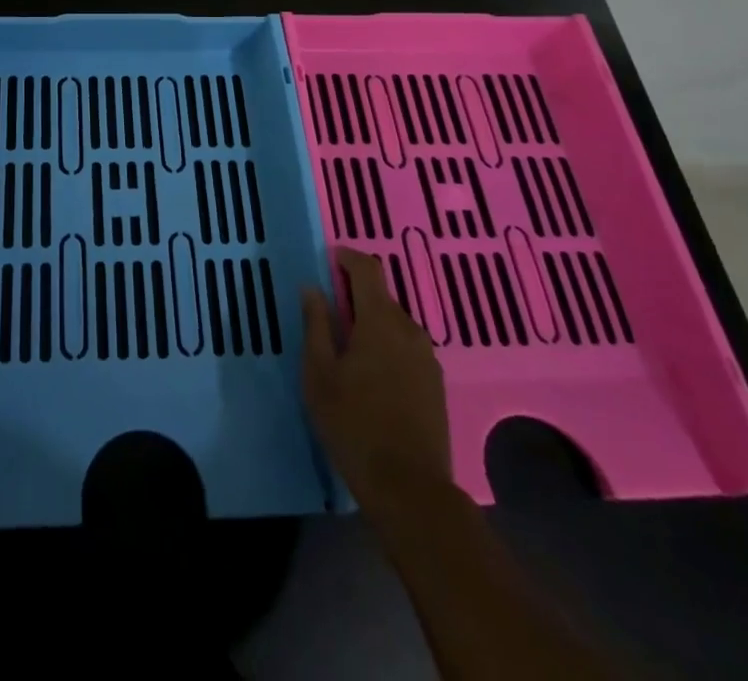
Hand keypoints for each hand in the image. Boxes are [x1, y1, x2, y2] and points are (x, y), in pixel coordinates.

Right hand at [301, 246, 454, 518]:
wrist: (410, 489)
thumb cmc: (353, 424)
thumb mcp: (319, 373)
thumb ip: (316, 324)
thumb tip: (312, 288)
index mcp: (380, 320)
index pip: (368, 268)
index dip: (347, 258)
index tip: (329, 260)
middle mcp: (409, 330)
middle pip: (381, 297)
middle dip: (355, 297)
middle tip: (328, 316)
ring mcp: (427, 358)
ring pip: (395, 324)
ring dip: (372, 324)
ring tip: (347, 350)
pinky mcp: (435, 384)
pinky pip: (407, 348)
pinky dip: (387, 347)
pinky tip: (371, 376)